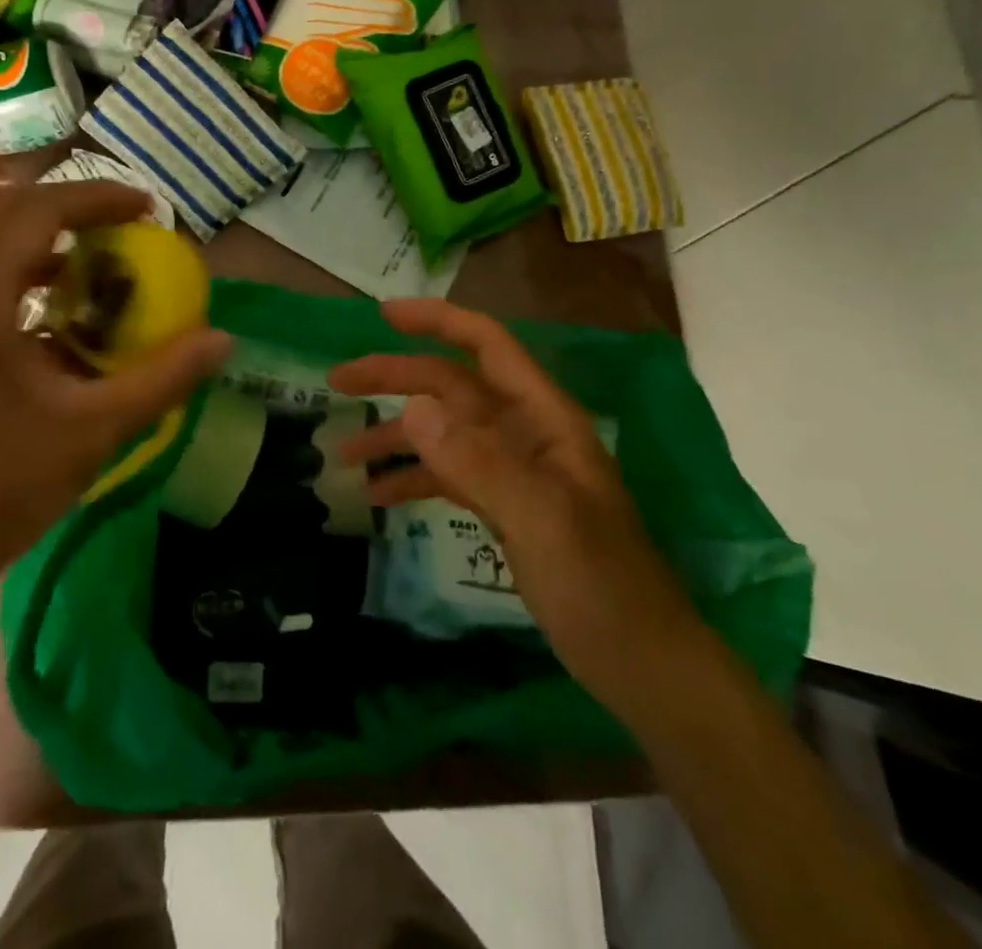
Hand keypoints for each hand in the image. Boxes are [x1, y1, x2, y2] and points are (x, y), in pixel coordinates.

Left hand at [0, 180, 230, 609]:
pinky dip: (12, 262)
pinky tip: (48, 305)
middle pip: (2, 207)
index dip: (97, 197)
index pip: (38, 211)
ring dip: (35, 230)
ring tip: (89, 257)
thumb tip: (222, 340)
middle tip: (120, 224)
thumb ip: (163, 379)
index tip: (146, 208)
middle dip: (67, 204)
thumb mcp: (94, 432)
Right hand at [327, 298, 707, 719]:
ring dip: (396, 436)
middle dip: (397, 379)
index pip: (488, 346)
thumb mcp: (542, 521)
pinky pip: (449, 476)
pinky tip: (377, 497)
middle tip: (338, 382)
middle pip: (452, 387)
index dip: (438, 321)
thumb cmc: (602, 587)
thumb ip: (480, 462)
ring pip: (445, 433)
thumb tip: (412, 407)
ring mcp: (513, 472)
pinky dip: (413, 479)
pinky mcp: (504, 507)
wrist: (642, 665)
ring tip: (345, 452)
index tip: (383, 316)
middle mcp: (526, 433)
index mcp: (545, 418)